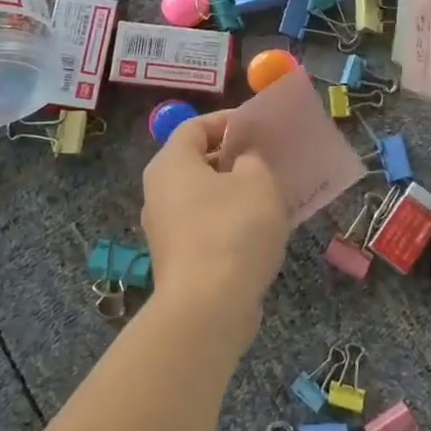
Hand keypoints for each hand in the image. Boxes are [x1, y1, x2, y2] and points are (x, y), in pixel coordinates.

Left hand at [140, 111, 291, 348]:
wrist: (208, 308)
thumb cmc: (232, 230)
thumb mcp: (256, 181)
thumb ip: (252, 159)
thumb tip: (244, 160)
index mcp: (171, 164)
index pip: (195, 126)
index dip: (227, 121)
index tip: (258, 128)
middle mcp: (159, 192)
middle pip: (197, 162)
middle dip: (234, 158)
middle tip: (269, 160)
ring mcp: (165, 229)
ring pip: (203, 197)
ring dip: (234, 193)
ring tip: (271, 196)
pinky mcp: (178, 259)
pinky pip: (206, 226)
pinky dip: (229, 222)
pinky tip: (260, 232)